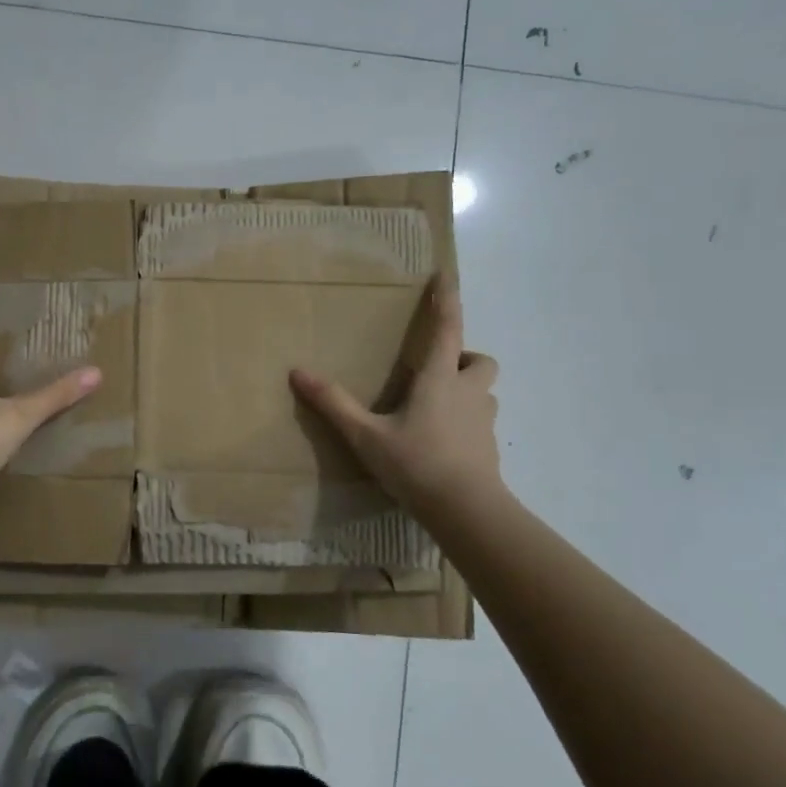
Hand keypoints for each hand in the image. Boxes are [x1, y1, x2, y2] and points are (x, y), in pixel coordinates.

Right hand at [289, 279, 502, 518]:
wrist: (466, 511)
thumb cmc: (416, 464)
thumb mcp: (365, 435)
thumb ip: (333, 403)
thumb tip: (297, 372)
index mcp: (439, 380)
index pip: (447, 328)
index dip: (447, 299)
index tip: (446, 276)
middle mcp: (468, 393)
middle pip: (480, 360)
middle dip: (463, 356)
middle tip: (435, 369)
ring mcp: (483, 422)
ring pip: (483, 392)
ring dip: (466, 389)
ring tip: (434, 407)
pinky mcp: (488, 449)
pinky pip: (479, 423)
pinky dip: (464, 422)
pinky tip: (440, 442)